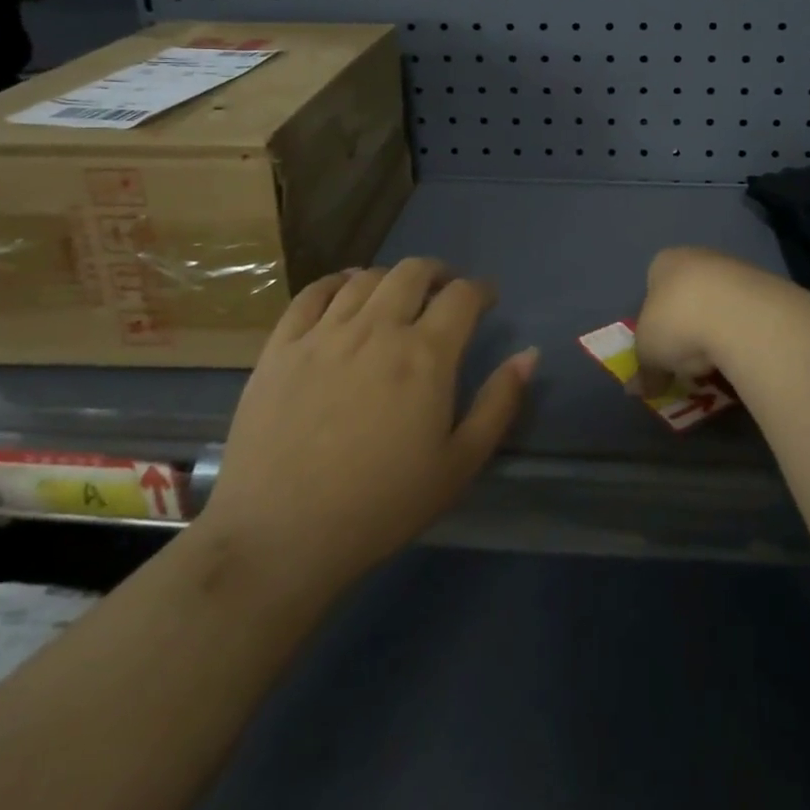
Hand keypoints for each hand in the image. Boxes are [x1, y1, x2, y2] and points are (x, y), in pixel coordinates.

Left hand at [201, 259, 536, 589]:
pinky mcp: (282, 347)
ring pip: (365, 278)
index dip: (481, 290)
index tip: (486, 299)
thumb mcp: (459, 464)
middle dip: (438, 273)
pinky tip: (344, 292)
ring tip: (397, 295)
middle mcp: (377, 329)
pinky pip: (312, 294)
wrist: (280, 537)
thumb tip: (529, 354)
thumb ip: (499, 403)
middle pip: (413, 272)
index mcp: (426, 355)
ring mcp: (324, 334)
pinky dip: (335, 283)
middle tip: (444, 291)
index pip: (462, 295)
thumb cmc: (381, 505)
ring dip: (391, 278)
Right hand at [631, 246, 766, 394]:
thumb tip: (639, 389)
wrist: (739, 313)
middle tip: (690, 359)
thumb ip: (644, 370)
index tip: (662, 347)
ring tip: (718, 362)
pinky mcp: (766, 285)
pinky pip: (746, 314)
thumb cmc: (678, 321)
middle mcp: (699, 256)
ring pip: (720, 304)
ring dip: (718, 330)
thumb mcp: (649, 353)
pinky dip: (743, 333)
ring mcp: (736, 268)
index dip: (656, 319)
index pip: (654, 285)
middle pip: (689, 295)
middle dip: (689, 326)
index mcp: (665, 262)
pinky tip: (742, 353)